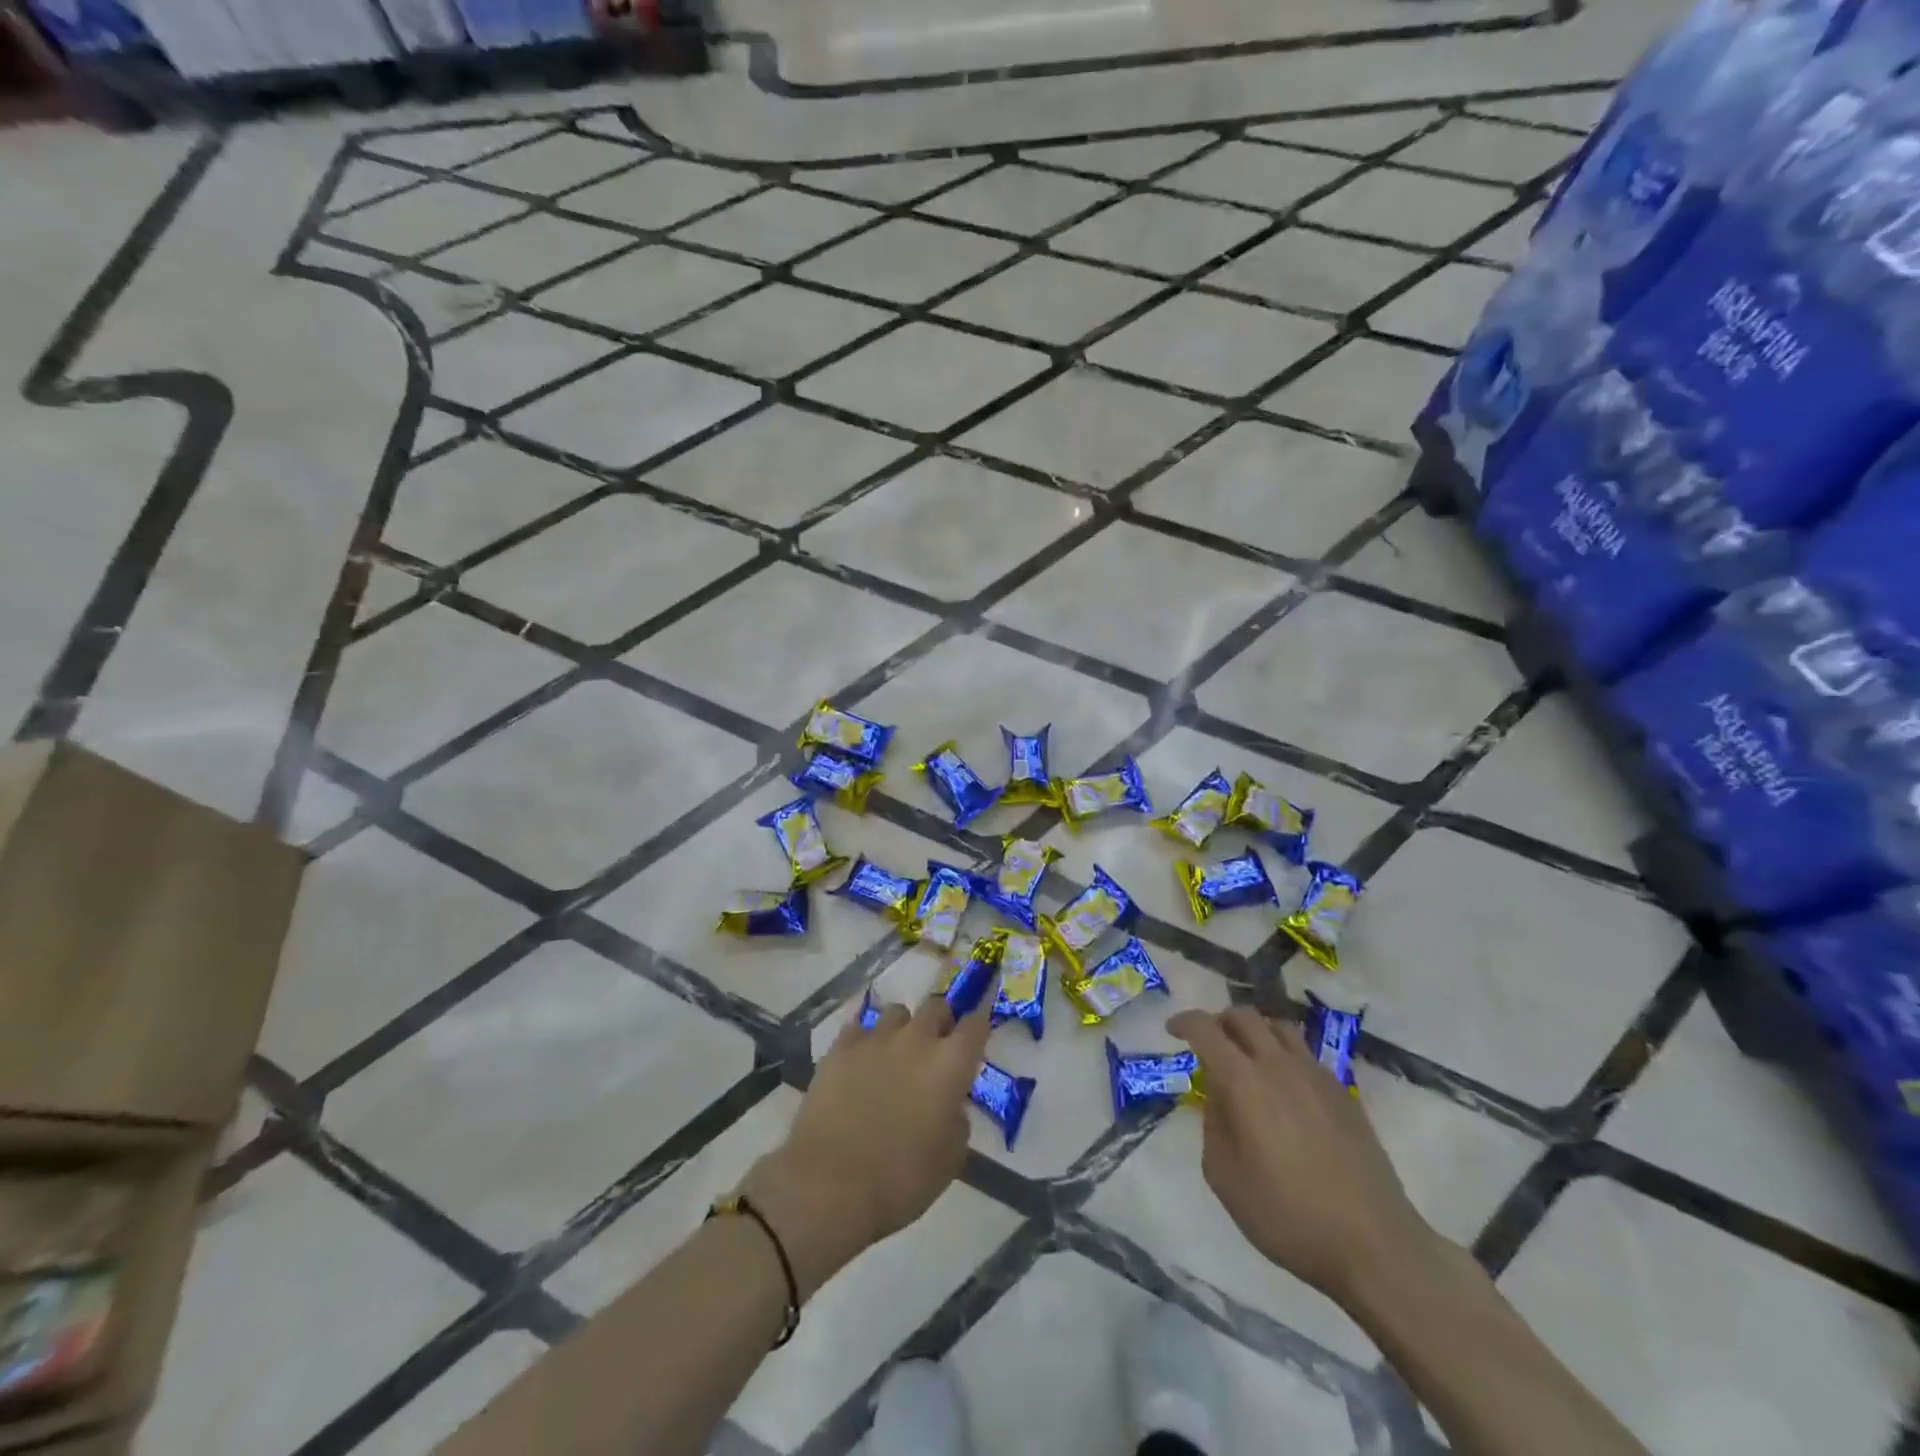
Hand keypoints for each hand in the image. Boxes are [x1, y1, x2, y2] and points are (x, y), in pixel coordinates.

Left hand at [739, 987, 994, 1297]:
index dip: (980, 1020)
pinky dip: (866, 1040)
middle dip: (941, 1021)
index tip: (979, 1025)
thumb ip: (958, 1121)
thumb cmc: (900, 1179)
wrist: (829, 1184)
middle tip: (937, 1046)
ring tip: (895, 1053)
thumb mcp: (950, 1160)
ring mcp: (875, 1038)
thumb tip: (950, 1104)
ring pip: (897, 1012)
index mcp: (950, 1064)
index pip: (977, 1023)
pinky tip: (861, 1061)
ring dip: (903, 1028)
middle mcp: (916, 1039)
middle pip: (936, 1006)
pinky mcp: (840, 1047)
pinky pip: (859, 1028)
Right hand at [1168, 1005, 1434, 1303]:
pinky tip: (1283, 1089)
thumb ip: (1213, 1126)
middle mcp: (1279, 1065)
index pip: (1206, 1029)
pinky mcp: (1343, 1093)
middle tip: (1207, 1044)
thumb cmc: (1288, 1216)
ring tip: (1245, 1058)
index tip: (1172, 1031)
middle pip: (1244, 1015)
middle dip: (1218, 1021)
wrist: (1374, 1245)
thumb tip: (1218, 1098)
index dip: (1184, 1022)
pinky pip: (1304, 1054)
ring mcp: (1316, 1076)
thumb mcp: (1225, 1178)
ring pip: (1278, 1027)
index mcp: (1245, 1082)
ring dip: (1254, 1031)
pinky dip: (1283, 1054)